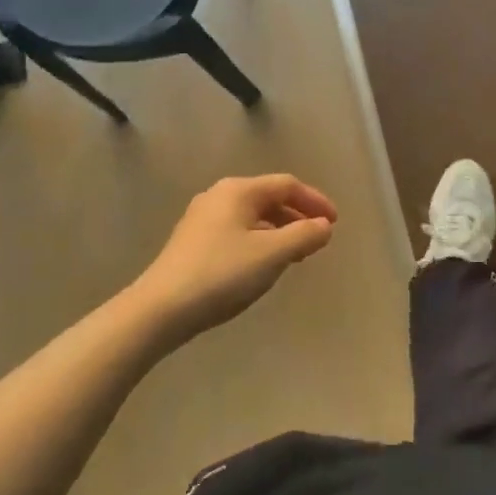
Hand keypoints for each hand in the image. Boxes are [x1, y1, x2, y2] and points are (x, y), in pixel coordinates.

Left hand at [132, 175, 337, 342]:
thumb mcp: (272, 254)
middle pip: (268, 198)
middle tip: (317, 240)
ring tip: (295, 255)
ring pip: (252, 217)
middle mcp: (219, 196)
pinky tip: (262, 266)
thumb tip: (324, 226)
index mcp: (239, 191)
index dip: (315, 201)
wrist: (160, 309)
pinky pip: (236, 232)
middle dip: (297, 217)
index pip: (287, 185)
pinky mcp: (192, 242)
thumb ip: (304, 236)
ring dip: (278, 231)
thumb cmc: (222, 274)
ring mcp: (201, 219)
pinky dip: (258, 241)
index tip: (334, 224)